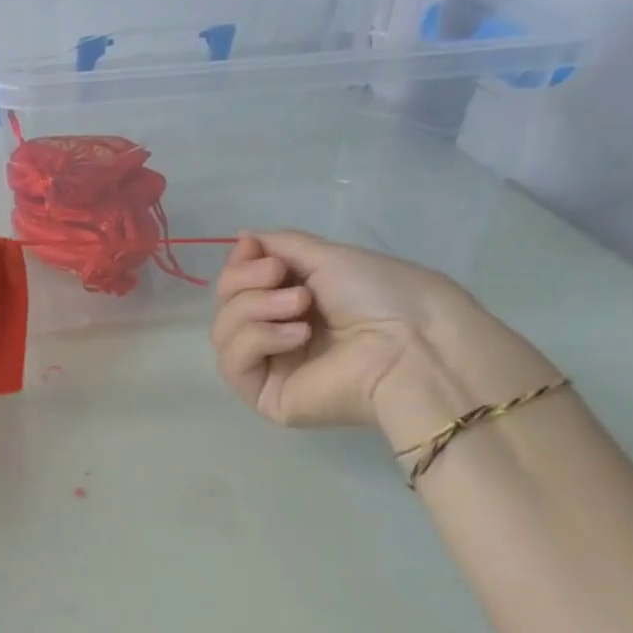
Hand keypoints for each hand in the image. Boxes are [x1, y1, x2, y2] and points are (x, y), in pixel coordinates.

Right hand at [211, 229, 518, 433]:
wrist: (410, 345)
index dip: (238, 264)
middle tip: (280, 276)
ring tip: (300, 307)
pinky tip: (297, 336)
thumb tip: (242, 237)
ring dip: (255, 308)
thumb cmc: (381, 296)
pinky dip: (258, 339)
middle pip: (226, 304)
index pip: (239, 285)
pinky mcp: (264, 395)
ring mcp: (270, 366)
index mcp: (294, 303)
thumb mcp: (328, 256)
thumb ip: (281, 245)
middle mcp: (277, 333)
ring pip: (223, 330)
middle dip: (245, 281)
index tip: (252, 246)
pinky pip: (232, 362)